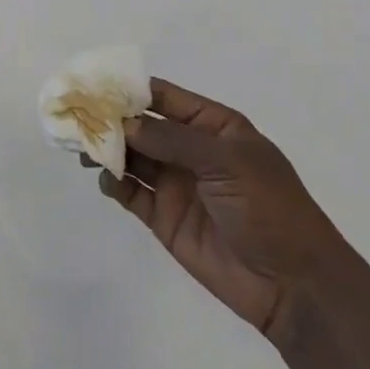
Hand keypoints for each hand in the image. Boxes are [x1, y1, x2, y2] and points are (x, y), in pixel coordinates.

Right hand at [98, 79, 345, 350]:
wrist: (292, 284)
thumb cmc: (268, 207)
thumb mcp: (226, 161)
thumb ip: (172, 140)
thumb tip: (124, 124)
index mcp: (213, 126)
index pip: (164, 97)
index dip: (130, 89)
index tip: (94, 84)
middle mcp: (191, 150)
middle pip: (142, 126)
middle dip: (111, 120)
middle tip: (77, 117)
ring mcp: (176, 184)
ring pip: (132, 157)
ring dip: (108, 150)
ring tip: (82, 148)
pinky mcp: (164, 218)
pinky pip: (131, 193)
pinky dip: (113, 183)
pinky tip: (104, 179)